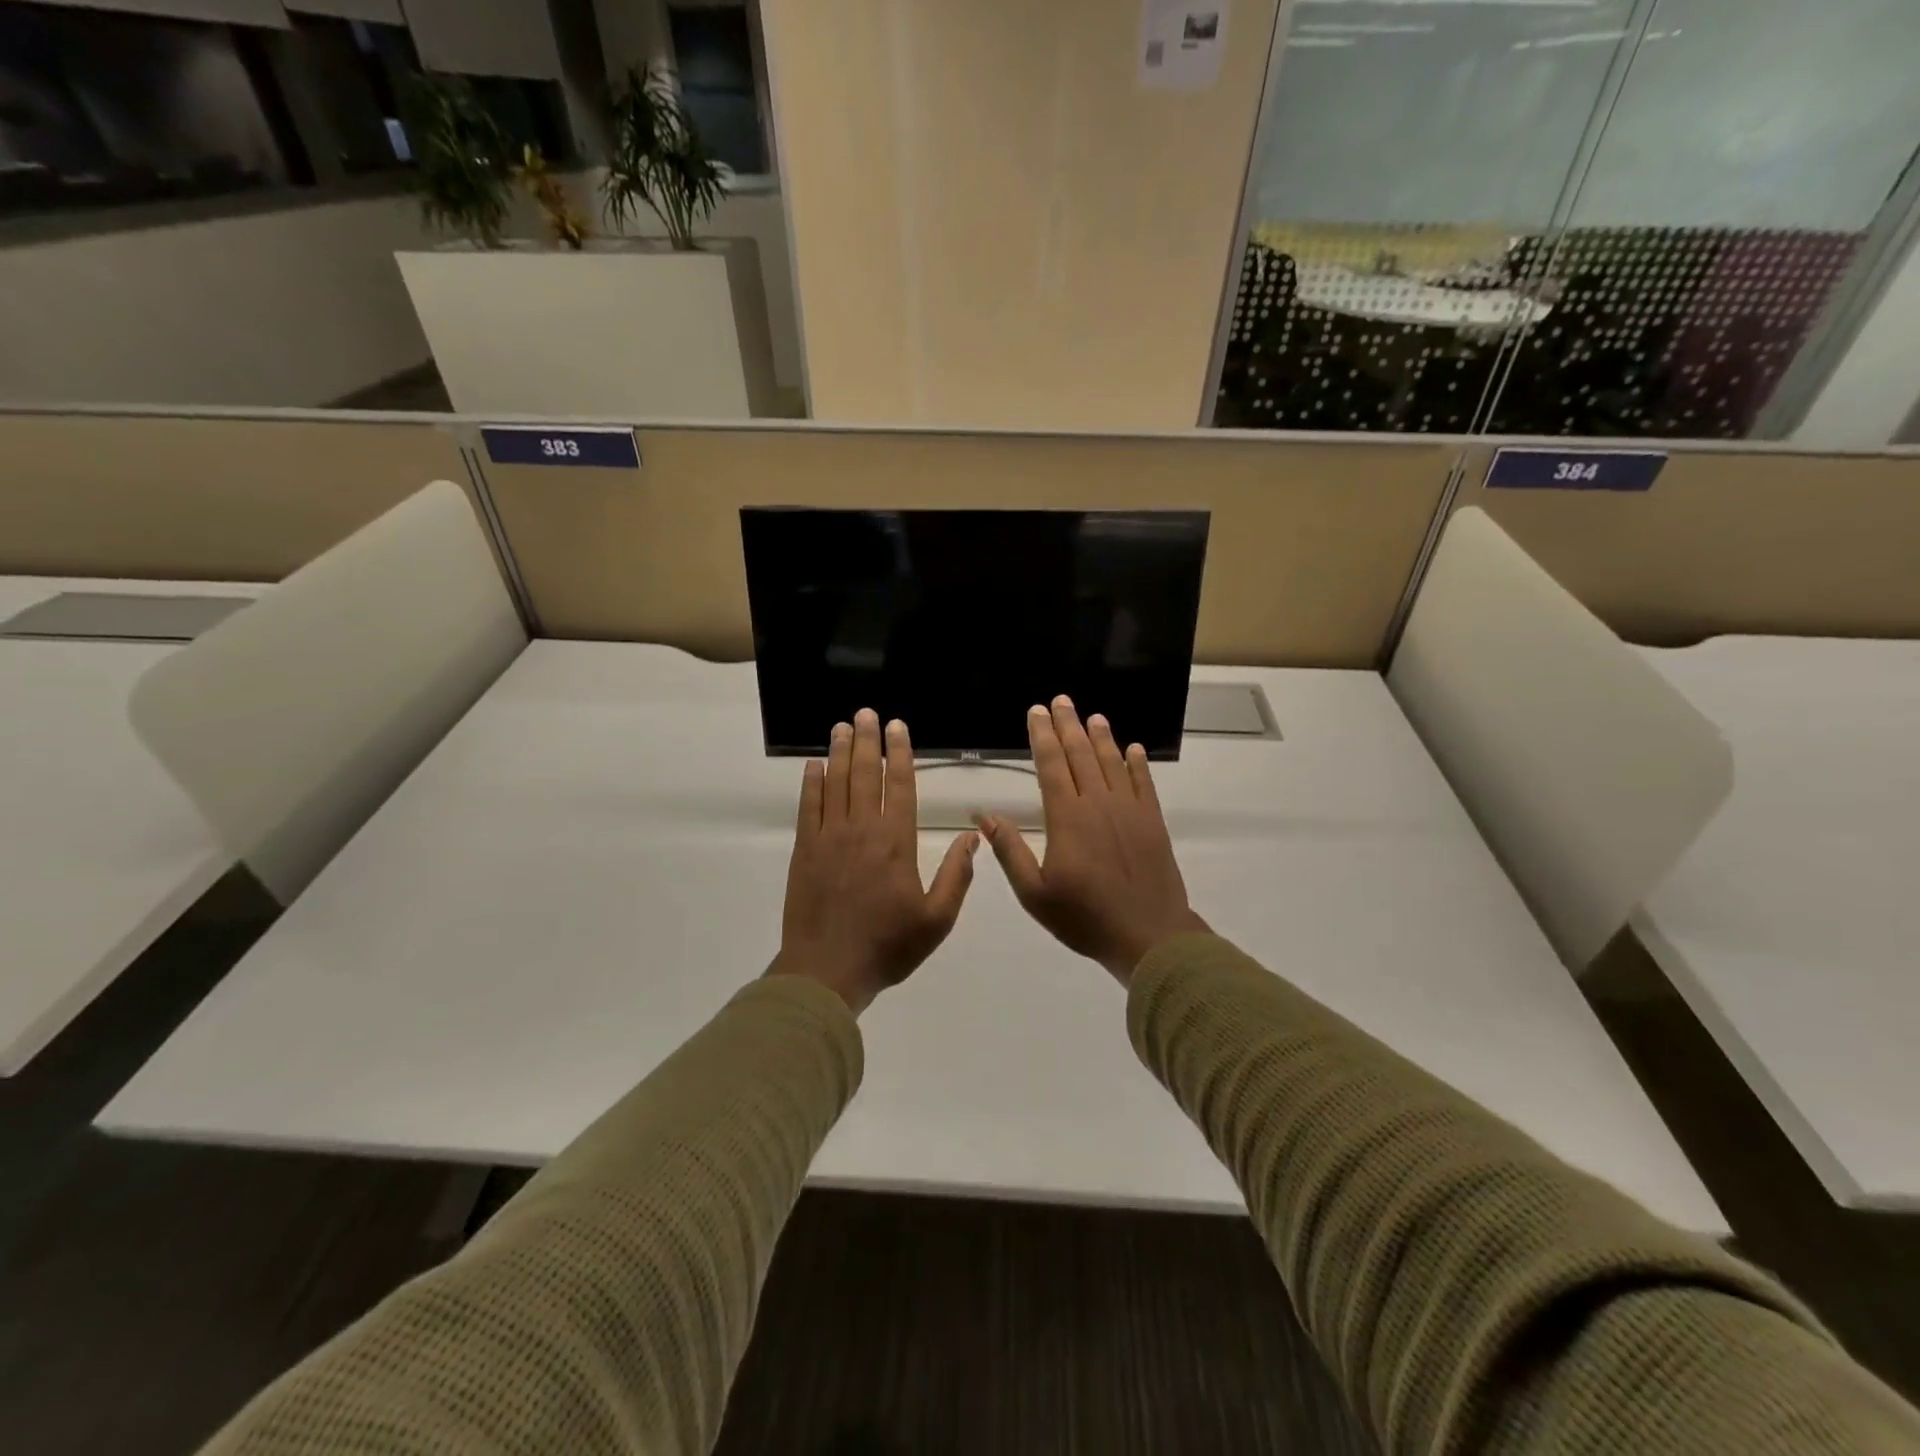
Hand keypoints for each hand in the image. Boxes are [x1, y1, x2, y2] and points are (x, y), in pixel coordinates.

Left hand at [769, 708, 977, 1014]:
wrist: (827, 971)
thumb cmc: (887, 946)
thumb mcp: (937, 920)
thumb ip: (956, 876)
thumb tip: (973, 838)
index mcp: (896, 842)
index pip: (898, 786)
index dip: (898, 754)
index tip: (897, 728)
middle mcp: (861, 830)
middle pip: (864, 775)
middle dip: (867, 741)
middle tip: (866, 713)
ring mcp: (828, 838)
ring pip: (836, 784)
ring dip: (839, 752)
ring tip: (842, 726)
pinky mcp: (804, 851)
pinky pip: (809, 807)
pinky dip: (812, 783)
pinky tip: (814, 765)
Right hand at [979, 696, 1208, 986]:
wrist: (1149, 935)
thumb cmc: (1084, 917)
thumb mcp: (1035, 893)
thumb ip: (1010, 851)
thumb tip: (986, 816)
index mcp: (1068, 818)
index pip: (1052, 765)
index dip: (1043, 736)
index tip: (1037, 712)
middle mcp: (1099, 804)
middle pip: (1081, 755)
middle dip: (1069, 725)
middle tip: (1062, 700)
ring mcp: (1130, 810)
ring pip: (1113, 763)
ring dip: (1102, 737)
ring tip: (1093, 716)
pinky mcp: (1153, 822)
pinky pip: (1144, 784)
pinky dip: (1138, 764)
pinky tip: (1134, 749)